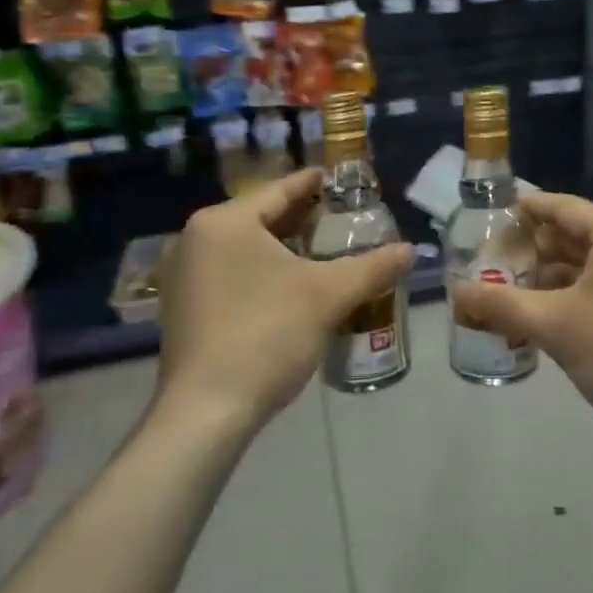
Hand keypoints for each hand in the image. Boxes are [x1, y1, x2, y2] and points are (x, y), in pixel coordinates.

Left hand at [153, 170, 413, 434]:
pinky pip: (227, 273)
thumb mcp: (327, 296)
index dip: (313, 184)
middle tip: (339, 219)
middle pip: (259, 218)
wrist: (206, 412)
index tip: (338, 179)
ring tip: (320, 252)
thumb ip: (372, 267)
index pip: (279, 191)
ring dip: (281, 247)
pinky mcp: (180, 308)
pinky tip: (287, 287)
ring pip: (243, 247)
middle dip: (300, 218)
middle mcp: (193, 238)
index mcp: (223, 222)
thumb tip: (411, 251)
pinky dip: (258, 271)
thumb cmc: (266, 334)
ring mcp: (181, 275)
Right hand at [451, 193, 592, 445]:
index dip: (522, 211)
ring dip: (547, 277)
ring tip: (505, 291)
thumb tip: (455, 293)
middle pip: (572, 235)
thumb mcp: (555, 325)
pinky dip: (569, 296)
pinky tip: (540, 317)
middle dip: (530, 250)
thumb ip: (501, 304)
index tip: (486, 219)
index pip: (560, 207)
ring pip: (585, 265)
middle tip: (487, 261)